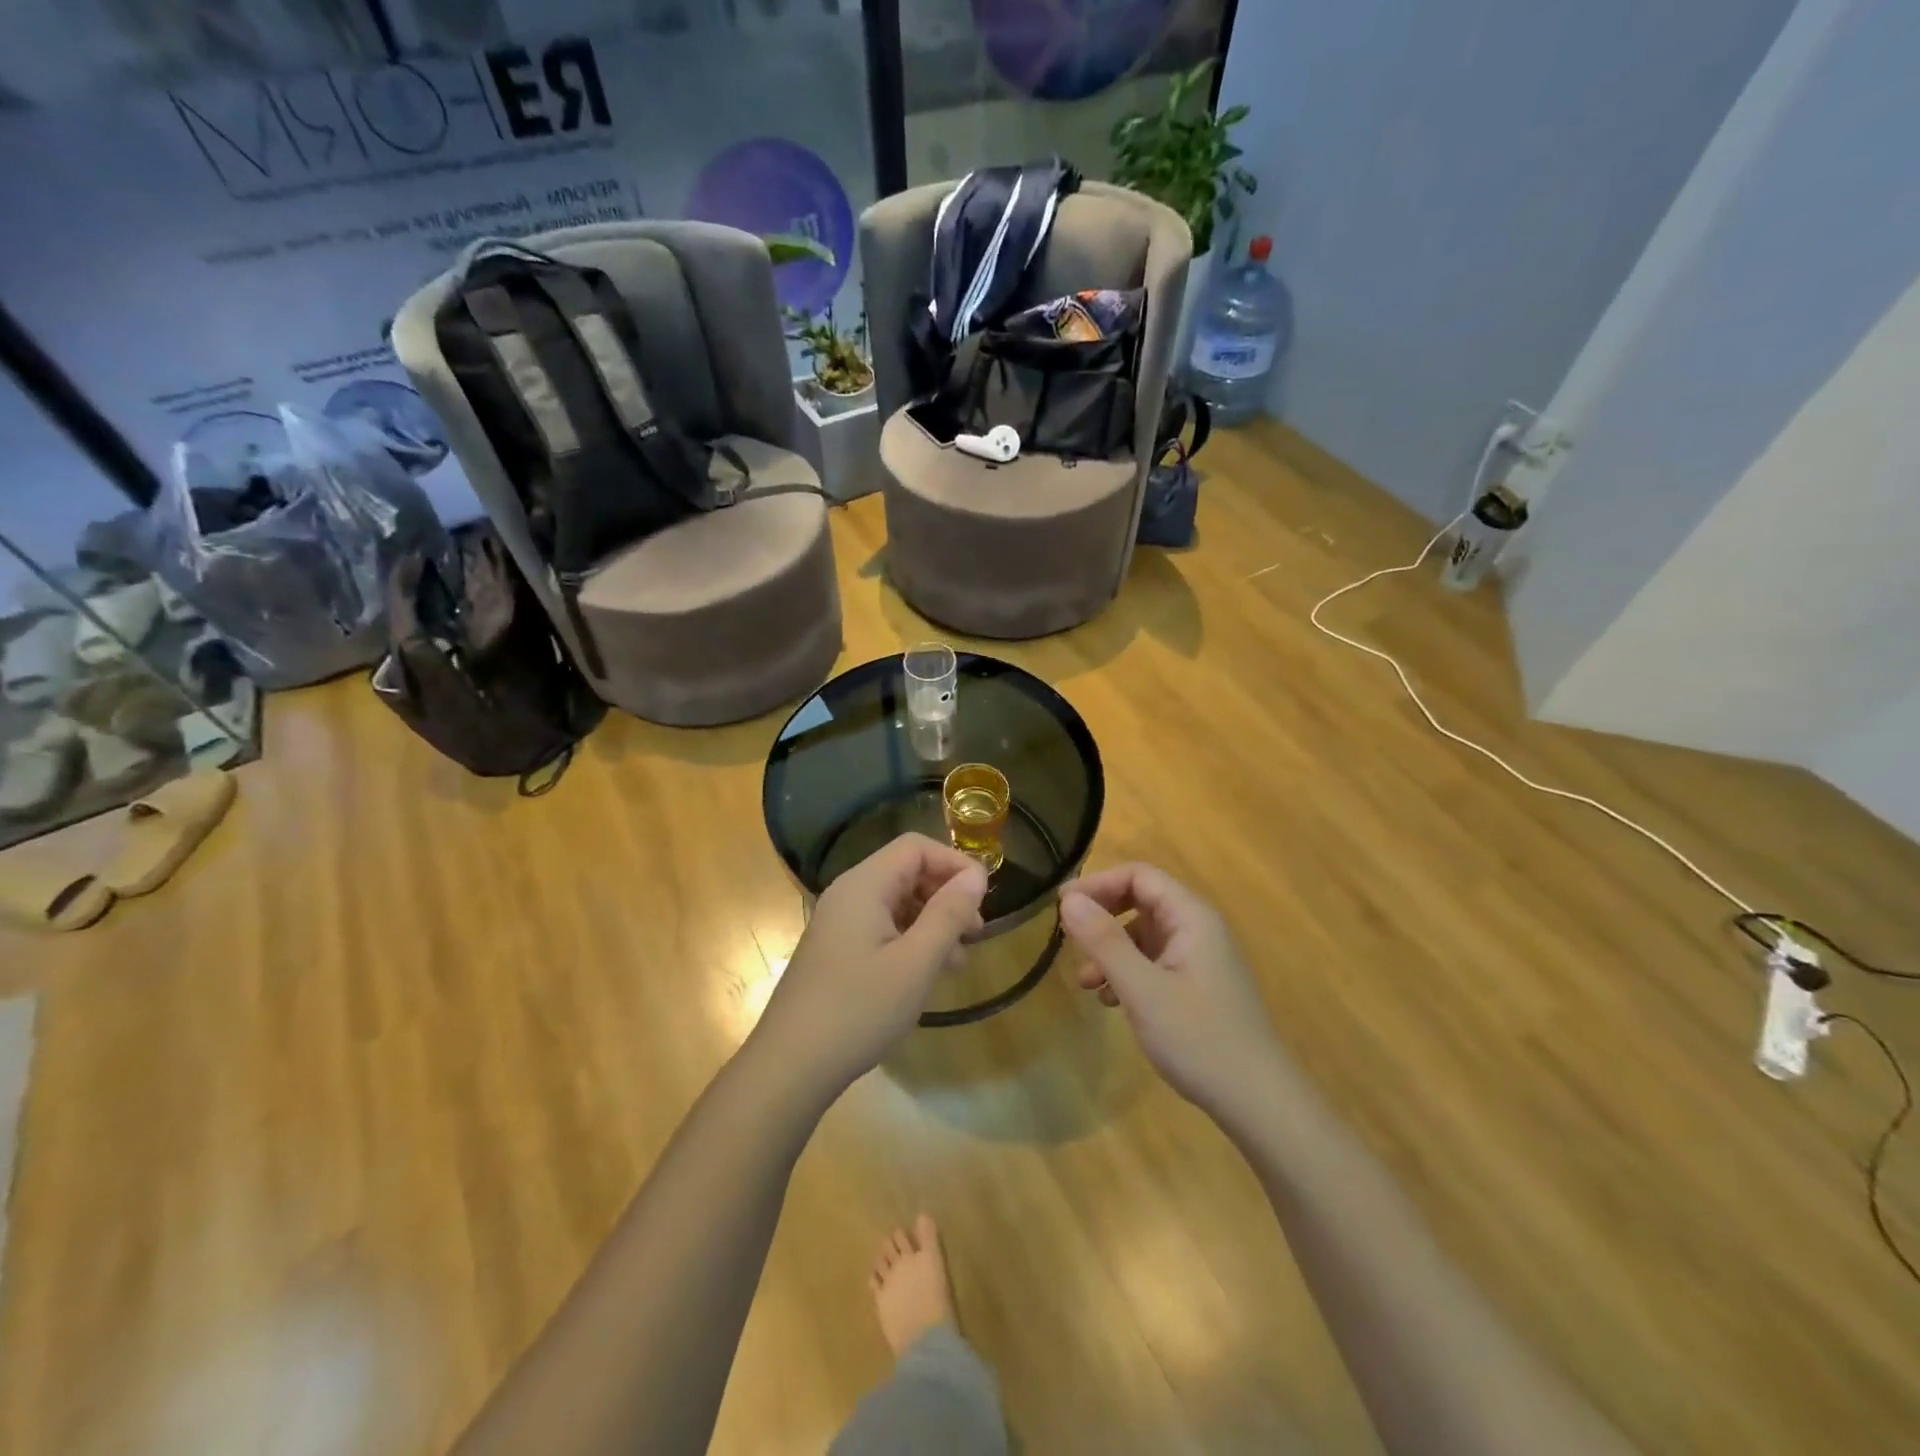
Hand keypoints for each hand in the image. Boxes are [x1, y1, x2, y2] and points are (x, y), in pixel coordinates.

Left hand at [754, 834, 987, 1093]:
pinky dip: (911, 940)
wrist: (789, 1067)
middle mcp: (848, 894)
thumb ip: (949, 913)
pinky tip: (926, 974)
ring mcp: (838, 923)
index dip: (954, 862)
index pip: (916, 847)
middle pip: (906, 872)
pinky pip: (882, 928)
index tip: (984, 897)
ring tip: (957, 962)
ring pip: (896, 903)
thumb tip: (977, 874)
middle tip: (975, 933)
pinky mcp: (836, 950)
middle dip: (946, 895)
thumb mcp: (916, 962)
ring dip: (932, 922)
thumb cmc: (858, 1010)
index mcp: (863, 885)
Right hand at [1059, 864, 1285, 1124]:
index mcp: (1192, 917)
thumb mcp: (1142, 989)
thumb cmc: (1199, 1038)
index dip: (1098, 884)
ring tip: (1086, 983)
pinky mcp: (1198, 986)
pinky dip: (1127, 972)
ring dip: (1111, 950)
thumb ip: (1104, 941)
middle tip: (1069, 939)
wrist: (1258, 1103)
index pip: (1139, 876)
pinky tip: (1112, 1002)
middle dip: (1102, 918)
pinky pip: (1154, 962)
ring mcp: (1200, 958)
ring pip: (1144, 935)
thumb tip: (1068, 900)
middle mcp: (1198, 929)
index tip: (1062, 906)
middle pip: (1141, 901)